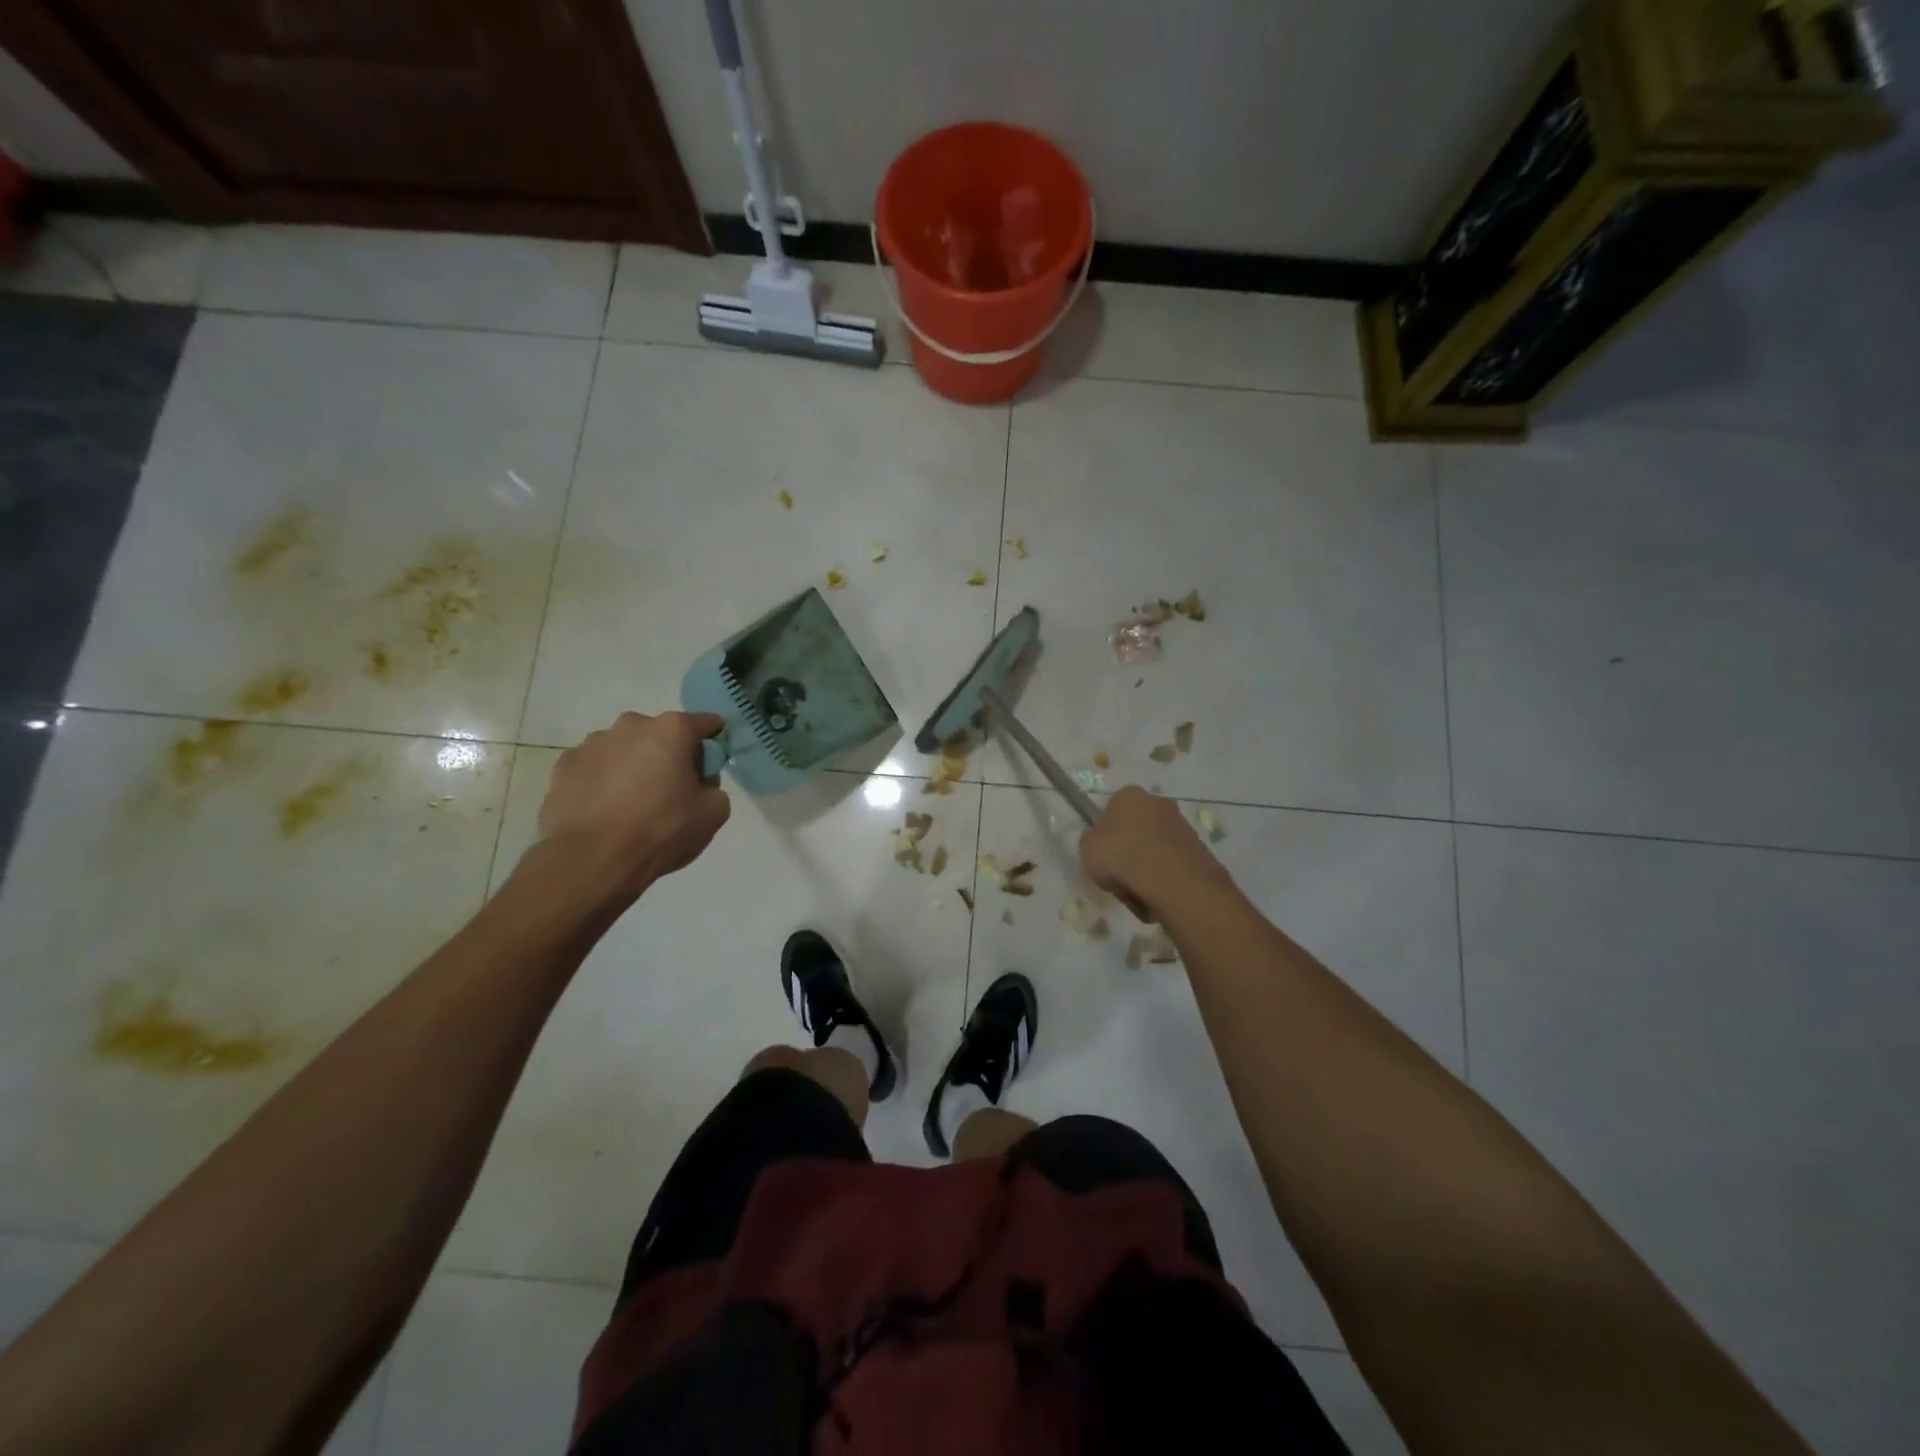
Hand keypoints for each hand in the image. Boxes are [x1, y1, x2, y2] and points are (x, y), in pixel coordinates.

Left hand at [534, 711, 731, 904]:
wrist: (591, 860)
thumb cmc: (660, 830)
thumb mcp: (713, 813)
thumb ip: (714, 787)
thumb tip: (699, 784)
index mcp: (672, 730)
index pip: (706, 723)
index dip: (714, 744)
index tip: (711, 768)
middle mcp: (631, 725)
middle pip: (662, 734)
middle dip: (669, 755)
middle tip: (671, 791)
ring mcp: (593, 742)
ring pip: (625, 748)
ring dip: (633, 766)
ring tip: (631, 805)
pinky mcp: (565, 765)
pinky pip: (595, 767)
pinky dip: (603, 780)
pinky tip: (604, 811)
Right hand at [1079, 786, 1231, 923]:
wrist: (1171, 880)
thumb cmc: (1121, 856)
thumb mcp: (1086, 849)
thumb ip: (1091, 842)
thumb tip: (1101, 844)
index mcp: (1129, 795)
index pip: (1111, 810)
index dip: (1105, 835)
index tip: (1102, 856)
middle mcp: (1159, 803)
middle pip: (1137, 830)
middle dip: (1129, 852)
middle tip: (1118, 876)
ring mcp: (1182, 826)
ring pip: (1155, 851)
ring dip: (1147, 870)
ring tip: (1138, 893)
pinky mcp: (1200, 850)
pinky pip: (1173, 867)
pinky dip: (1165, 881)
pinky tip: (1157, 898)